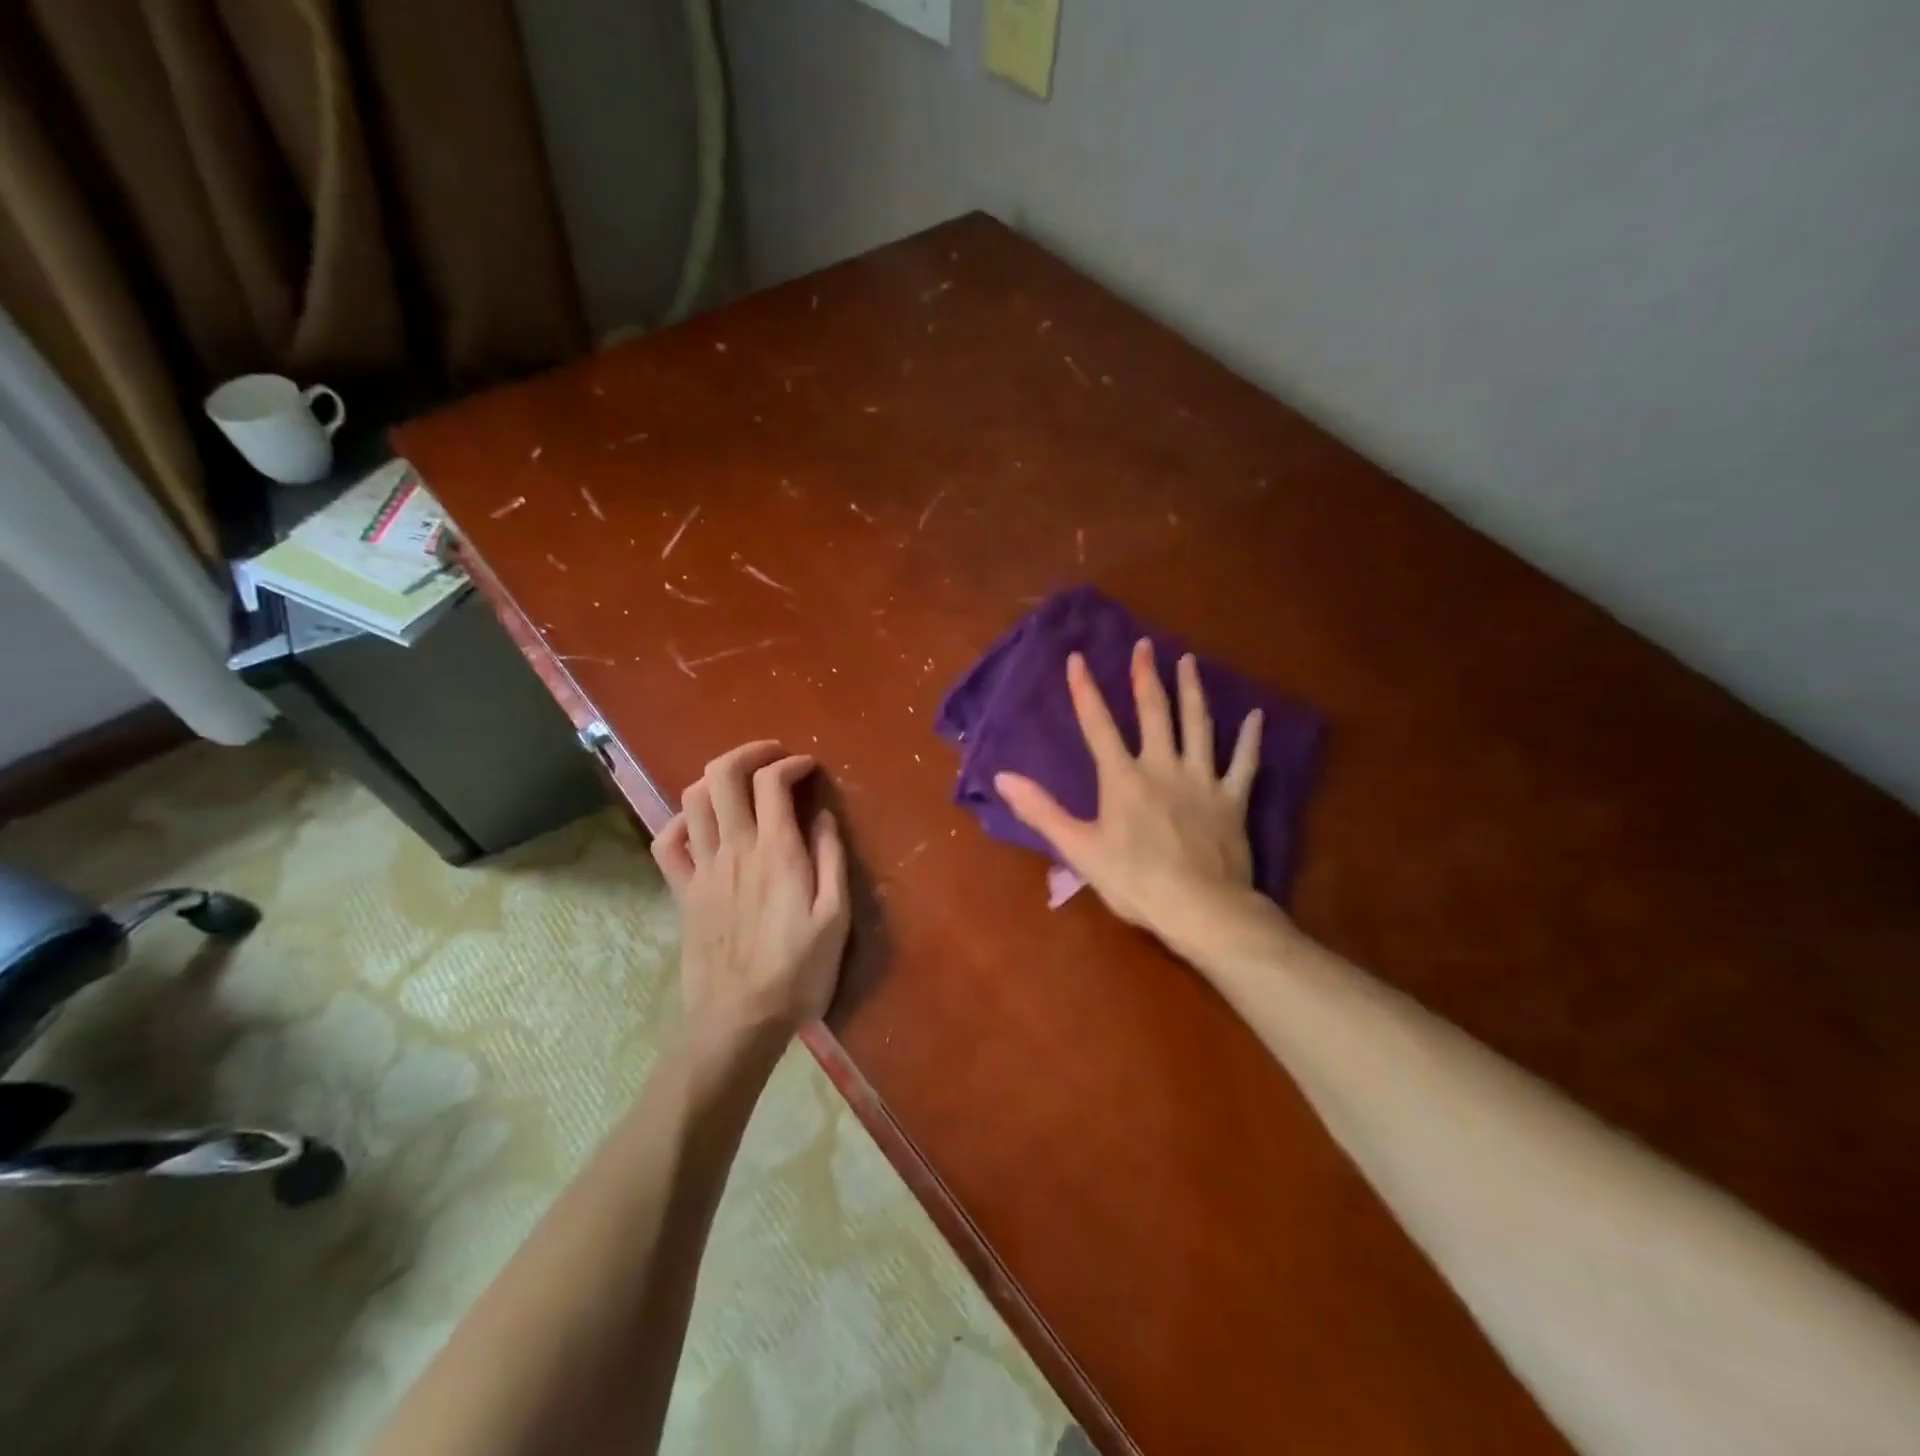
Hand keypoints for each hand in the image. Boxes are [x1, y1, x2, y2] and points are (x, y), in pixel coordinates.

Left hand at [652, 741, 849, 1053]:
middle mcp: (734, 849)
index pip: (773, 783)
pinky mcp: (682, 892)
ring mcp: (702, 869)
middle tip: (774, 756)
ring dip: (716, 777)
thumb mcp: (835, 917)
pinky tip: (701, 823)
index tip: (809, 768)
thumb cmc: (798, 972)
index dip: (791, 764)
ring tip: (742, 782)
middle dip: (750, 752)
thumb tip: (823, 815)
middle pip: (724, 776)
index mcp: (776, 852)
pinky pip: (667, 842)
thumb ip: (830, 859)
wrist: (739, 1021)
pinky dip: (681, 820)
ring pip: (693, 799)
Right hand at [994, 641, 1267, 954]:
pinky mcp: (1232, 799)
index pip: (1098, 725)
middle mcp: (1163, 767)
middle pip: (1154, 712)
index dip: (1085, 690)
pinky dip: (1251, 739)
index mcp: (1123, 778)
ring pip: (1198, 725)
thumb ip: (1041, 810)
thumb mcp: (1078, 848)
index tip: (1077, 658)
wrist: (1201, 907)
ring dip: (1192, 691)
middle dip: (1146, 676)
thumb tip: (1002, 777)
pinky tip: (1257, 716)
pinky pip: (1244, 763)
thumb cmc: (1134, 881)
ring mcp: (1202, 780)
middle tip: (1145, 645)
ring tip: (1189, 661)